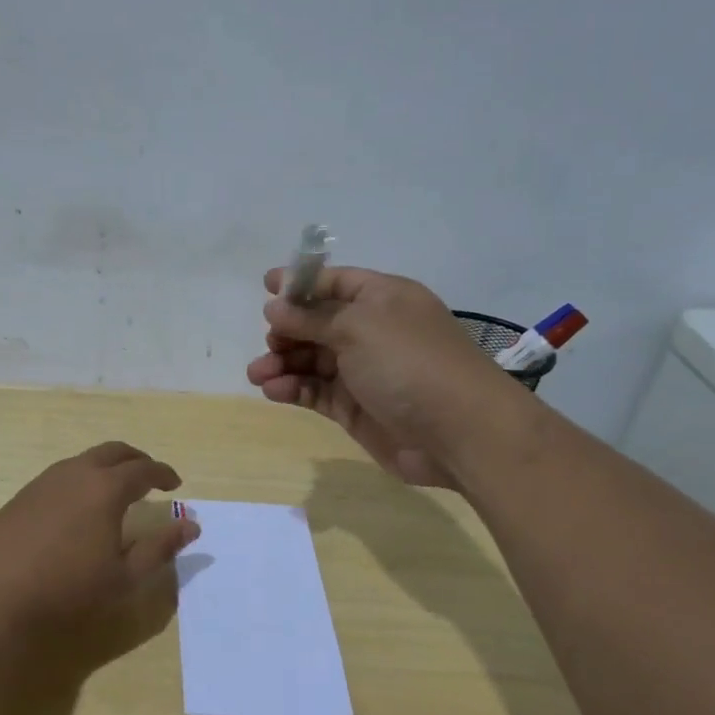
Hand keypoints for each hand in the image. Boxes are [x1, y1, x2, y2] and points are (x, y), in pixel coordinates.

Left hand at [0, 441, 199, 634]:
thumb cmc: (68, 590)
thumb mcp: (124, 576)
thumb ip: (160, 548)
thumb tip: (191, 526)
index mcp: (106, 488)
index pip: (144, 470)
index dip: (164, 474)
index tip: (175, 485)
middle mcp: (76, 473)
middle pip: (114, 452)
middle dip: (137, 460)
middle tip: (150, 478)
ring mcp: (44, 481)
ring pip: (84, 460)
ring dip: (107, 468)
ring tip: (116, 492)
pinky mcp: (22, 495)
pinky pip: (62, 475)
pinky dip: (82, 479)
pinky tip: (79, 508)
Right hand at [246, 266, 503, 488]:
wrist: (457, 431)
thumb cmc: (408, 363)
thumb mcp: (358, 327)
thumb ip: (311, 318)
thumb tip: (275, 308)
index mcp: (382, 298)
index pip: (335, 282)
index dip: (302, 283)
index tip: (266, 287)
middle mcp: (373, 331)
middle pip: (319, 323)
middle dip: (288, 331)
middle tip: (269, 344)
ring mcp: (364, 371)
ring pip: (313, 360)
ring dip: (283, 363)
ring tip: (257, 374)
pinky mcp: (355, 408)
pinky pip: (316, 392)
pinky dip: (293, 389)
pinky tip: (273, 391)